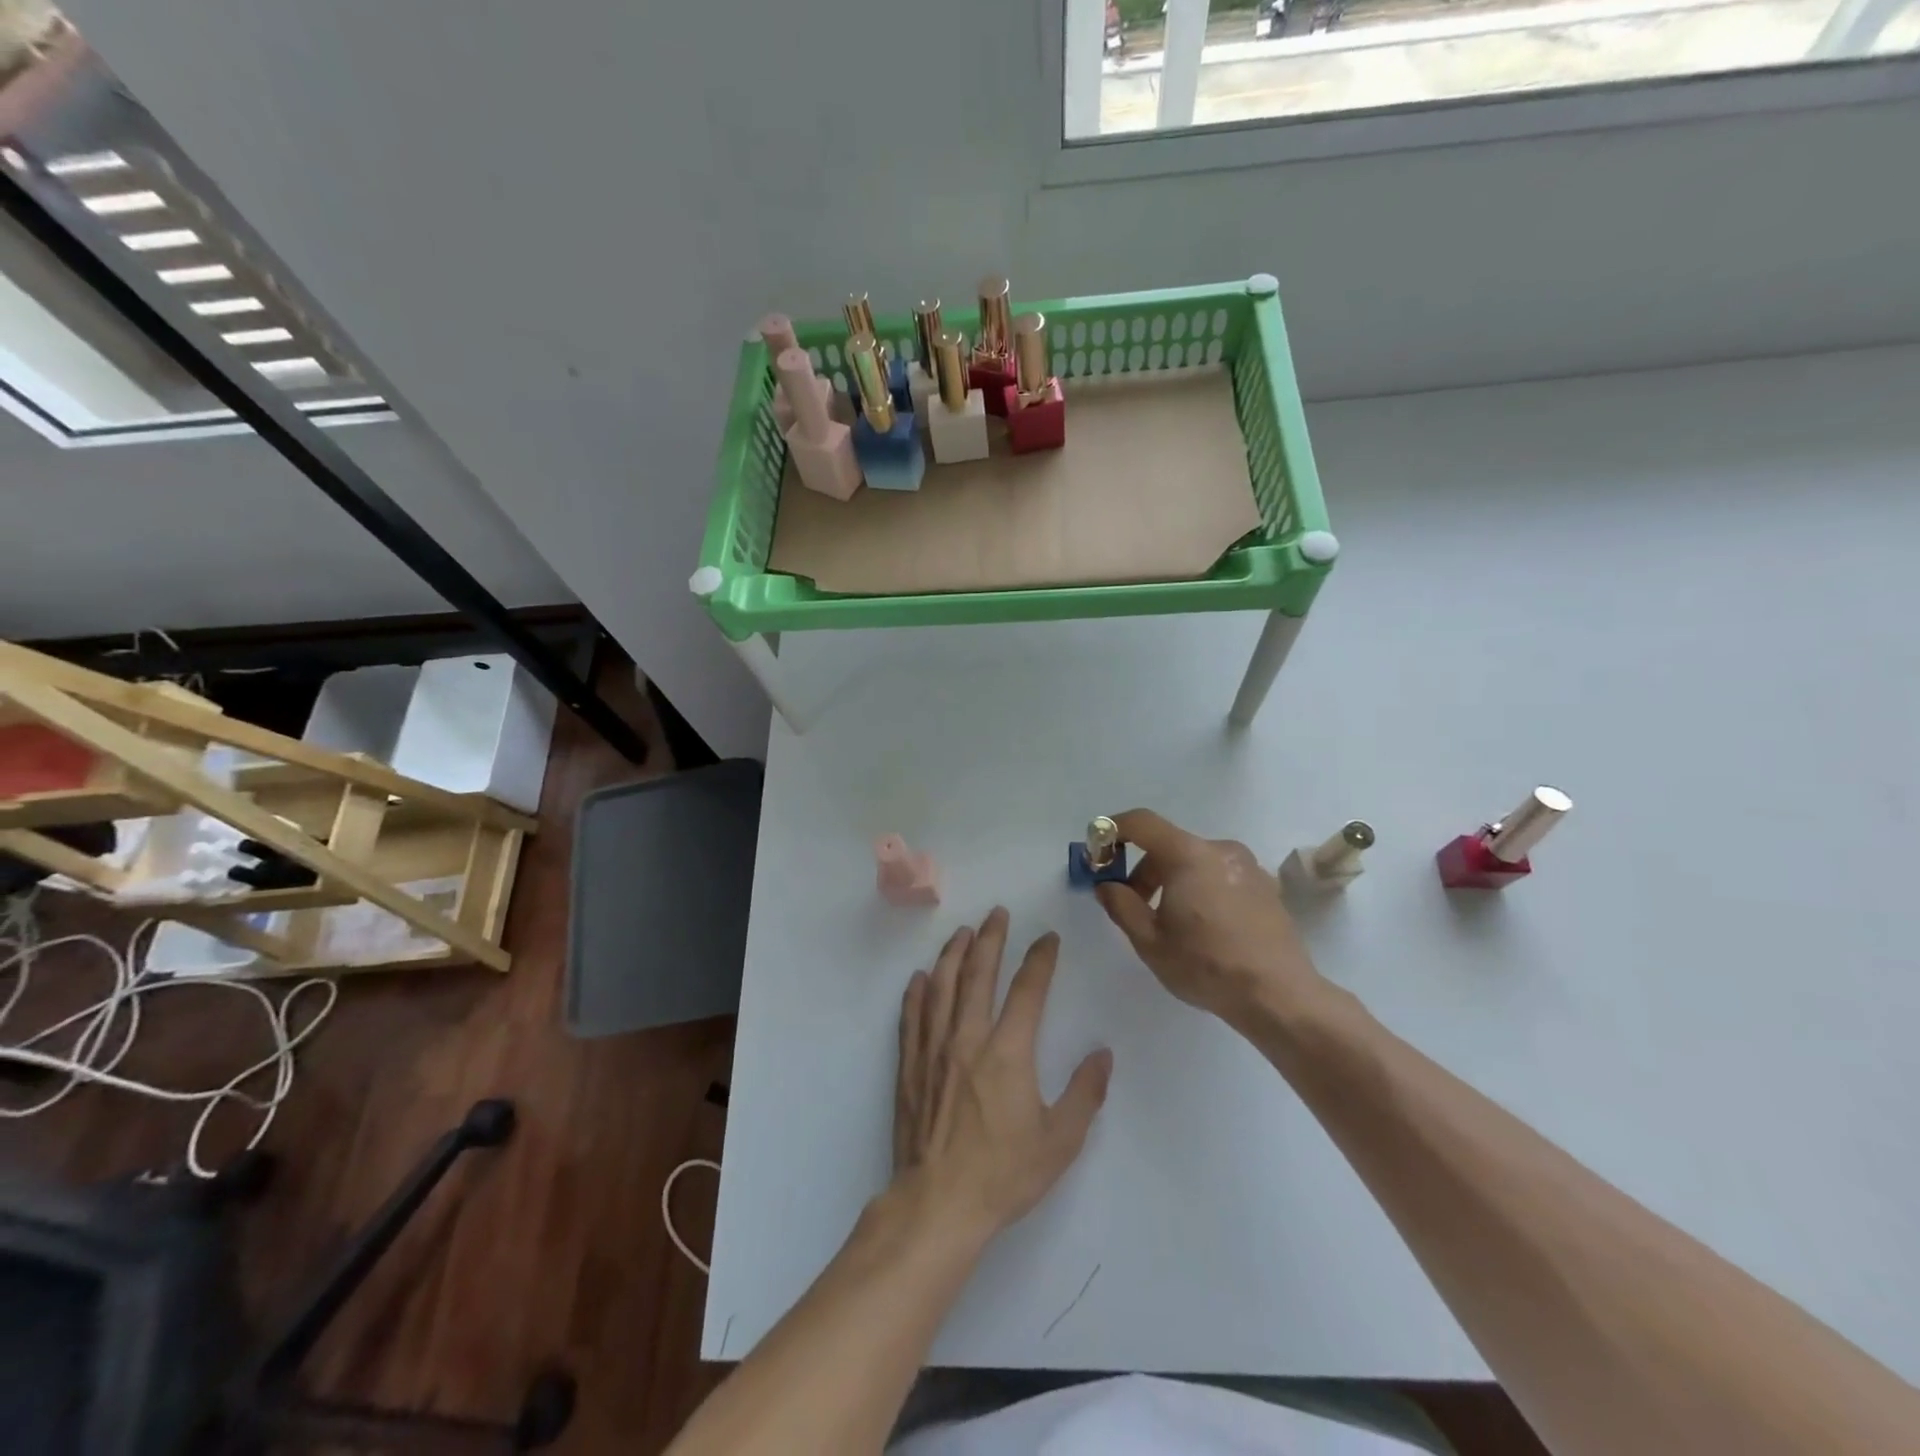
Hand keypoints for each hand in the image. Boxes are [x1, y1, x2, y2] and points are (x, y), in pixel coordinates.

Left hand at [893, 908, 1112, 1245]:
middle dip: (991, 939)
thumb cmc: (1003, 1175)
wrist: (938, 1205)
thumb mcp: (1060, 1141)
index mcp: (1008, 1052)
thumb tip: (1102, 1054)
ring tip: (962, 933)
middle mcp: (968, 1038)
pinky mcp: (910, 1066)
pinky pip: (912, 1017)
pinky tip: (919, 978)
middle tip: (997, 913)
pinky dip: (916, 992)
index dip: (1040, 959)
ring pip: (941, 987)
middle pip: (978, 975)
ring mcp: (933, 1049)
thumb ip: (1085, 1093)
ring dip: (953, 955)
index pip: (1027, 990)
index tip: (1047, 938)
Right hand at [1095, 808, 1327, 1031]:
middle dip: (1143, 870)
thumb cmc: (1206, 965)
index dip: (1113, 831)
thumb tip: (1106, 885)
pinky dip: (1200, 889)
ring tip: (1169, 923)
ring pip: (1195, 861)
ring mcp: (1248, 866)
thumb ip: (1120, 905)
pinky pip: (1219, 875)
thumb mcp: (1149, 941)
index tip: (1098, 854)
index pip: (1141, 822)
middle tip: (1132, 905)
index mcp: (1188, 855)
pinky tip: (1202, 928)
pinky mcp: (1265, 886)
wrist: (1279, 996)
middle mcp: (1220, 849)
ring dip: (1172, 881)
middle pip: (1168, 845)